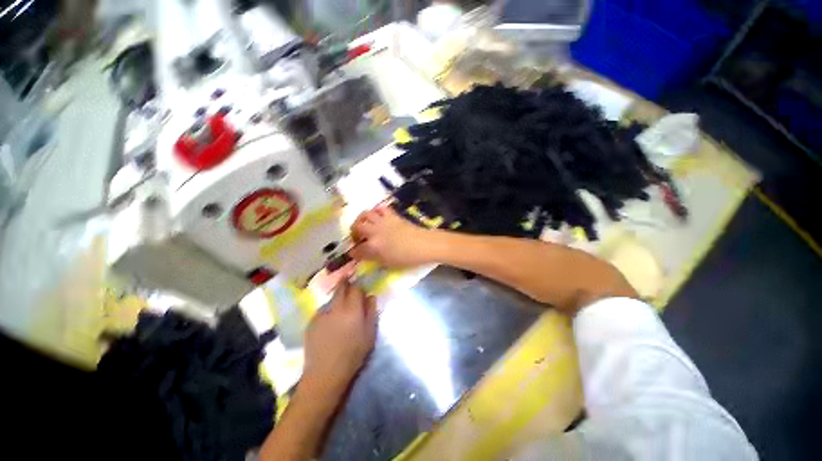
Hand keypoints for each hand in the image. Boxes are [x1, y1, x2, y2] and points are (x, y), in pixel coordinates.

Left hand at [302, 281, 376, 395]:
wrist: (325, 374)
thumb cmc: (353, 354)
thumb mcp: (370, 334)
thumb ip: (371, 311)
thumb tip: (371, 296)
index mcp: (352, 309)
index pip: (356, 288)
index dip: (359, 287)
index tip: (361, 290)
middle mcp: (335, 307)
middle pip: (340, 288)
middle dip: (346, 284)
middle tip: (350, 290)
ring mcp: (321, 314)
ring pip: (331, 299)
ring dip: (337, 301)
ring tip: (340, 313)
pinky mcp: (311, 322)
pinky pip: (323, 311)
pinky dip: (328, 312)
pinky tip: (330, 325)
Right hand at [350, 206, 435, 267]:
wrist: (423, 245)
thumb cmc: (407, 258)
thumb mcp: (388, 263)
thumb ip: (375, 259)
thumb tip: (367, 255)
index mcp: (373, 246)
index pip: (357, 249)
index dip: (354, 253)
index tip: (354, 254)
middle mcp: (375, 232)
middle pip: (357, 227)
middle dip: (354, 232)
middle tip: (358, 237)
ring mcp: (383, 221)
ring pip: (366, 214)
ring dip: (362, 219)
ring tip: (364, 224)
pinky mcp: (392, 215)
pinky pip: (380, 208)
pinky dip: (376, 211)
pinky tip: (377, 217)